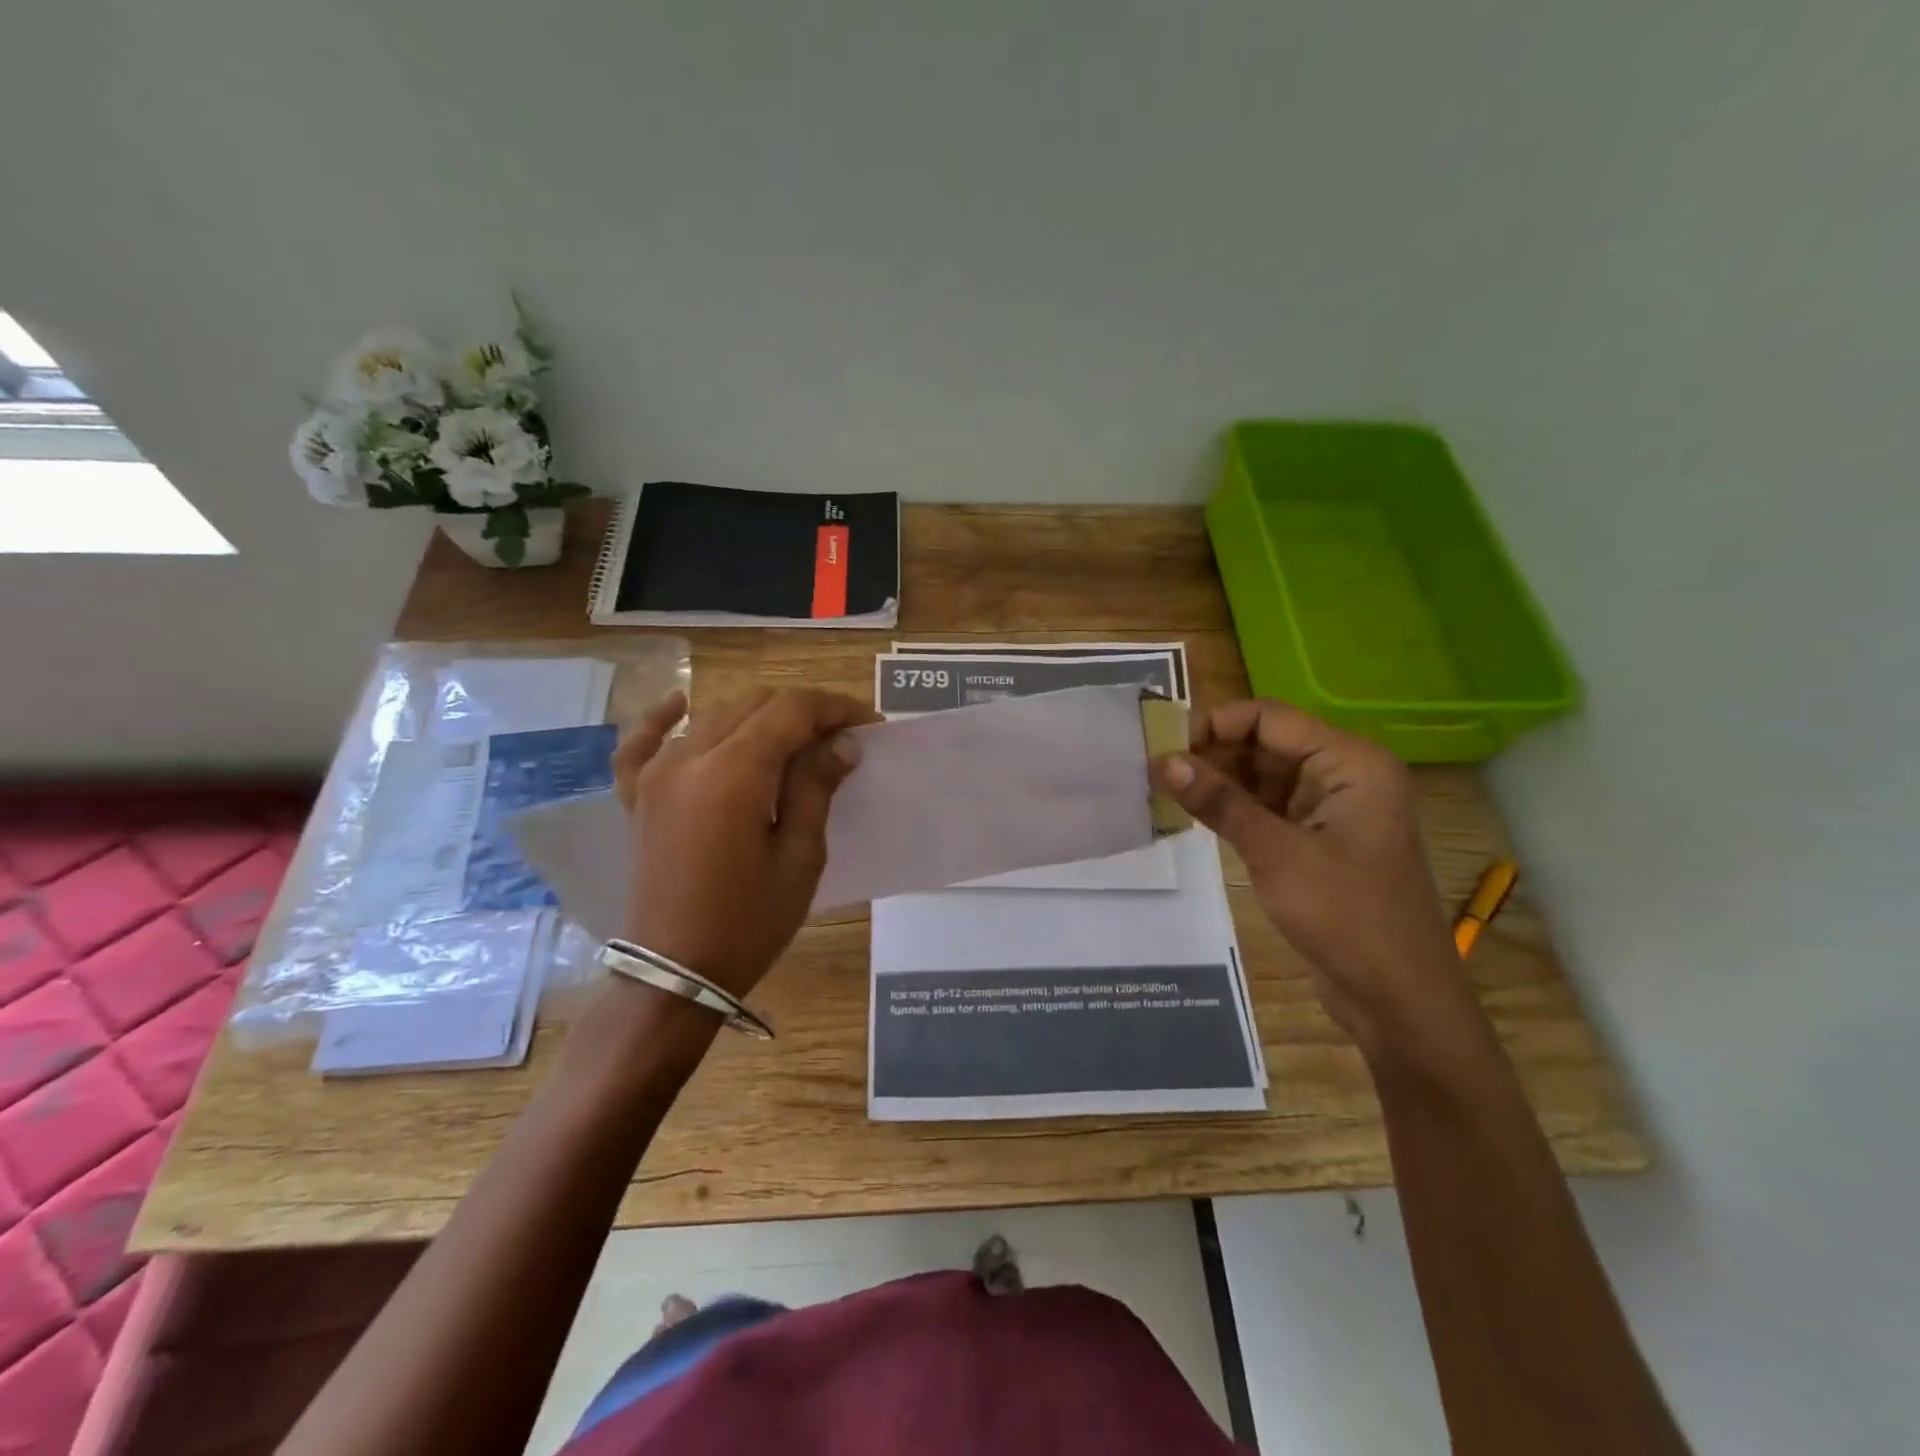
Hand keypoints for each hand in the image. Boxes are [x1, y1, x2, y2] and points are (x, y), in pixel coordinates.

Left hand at [612, 687, 877, 997]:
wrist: (676, 972)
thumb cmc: (749, 922)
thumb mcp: (799, 857)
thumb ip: (815, 788)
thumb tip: (841, 743)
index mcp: (733, 774)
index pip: (790, 711)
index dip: (834, 708)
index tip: (868, 724)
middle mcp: (689, 759)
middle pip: (753, 705)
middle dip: (802, 711)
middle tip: (839, 737)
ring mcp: (655, 775)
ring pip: (712, 716)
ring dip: (757, 716)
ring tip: (794, 738)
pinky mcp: (638, 796)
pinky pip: (642, 743)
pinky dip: (663, 719)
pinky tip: (681, 702)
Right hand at [1154, 700, 1485, 1063]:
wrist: (1398, 1001)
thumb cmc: (1347, 917)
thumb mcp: (1277, 854)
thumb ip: (1221, 803)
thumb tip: (1165, 762)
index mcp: (1350, 763)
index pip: (1270, 718)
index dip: (1215, 724)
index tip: (1164, 747)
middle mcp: (1343, 775)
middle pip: (1265, 744)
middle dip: (1212, 753)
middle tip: (1155, 772)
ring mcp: (1330, 810)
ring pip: (1262, 777)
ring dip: (1218, 782)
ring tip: (1165, 791)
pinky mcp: (1316, 841)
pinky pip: (1266, 809)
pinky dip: (1232, 809)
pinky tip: (1193, 815)